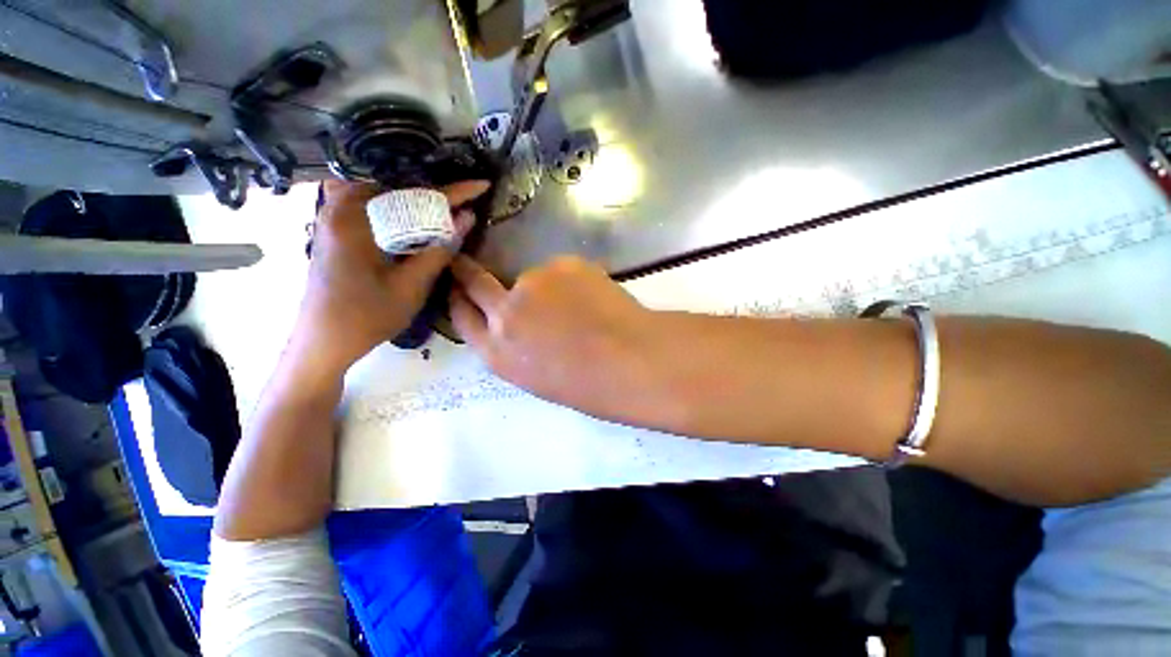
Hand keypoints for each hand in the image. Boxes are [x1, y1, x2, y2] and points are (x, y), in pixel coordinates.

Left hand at [290, 180, 489, 376]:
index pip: (415, 195)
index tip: (481, 185)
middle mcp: (340, 208)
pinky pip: (372, 207)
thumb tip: (467, 218)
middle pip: (397, 188)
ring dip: (417, 200)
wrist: (323, 341)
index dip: (454, 191)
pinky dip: (399, 210)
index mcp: (357, 219)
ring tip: (445, 207)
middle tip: (464, 200)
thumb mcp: (411, 285)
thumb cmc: (367, 316)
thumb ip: (440, 249)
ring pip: (385, 195)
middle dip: (435, 193)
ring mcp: (333, 217)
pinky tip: (415, 220)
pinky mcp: (334, 228)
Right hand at [449, 255, 659, 421]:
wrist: (631, 361)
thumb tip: (518, 323)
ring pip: (532, 278)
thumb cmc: (589, 385)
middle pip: (477, 283)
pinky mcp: (563, 264)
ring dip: (548, 287)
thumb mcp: (536, 376)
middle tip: (469, 263)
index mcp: (497, 352)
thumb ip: (516, 346)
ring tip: (580, 306)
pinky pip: (562, 270)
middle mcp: (505, 313)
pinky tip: (594, 299)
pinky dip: (573, 281)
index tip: (458, 285)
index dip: (459, 298)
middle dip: (468, 272)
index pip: (462, 317)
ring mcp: (533, 283)